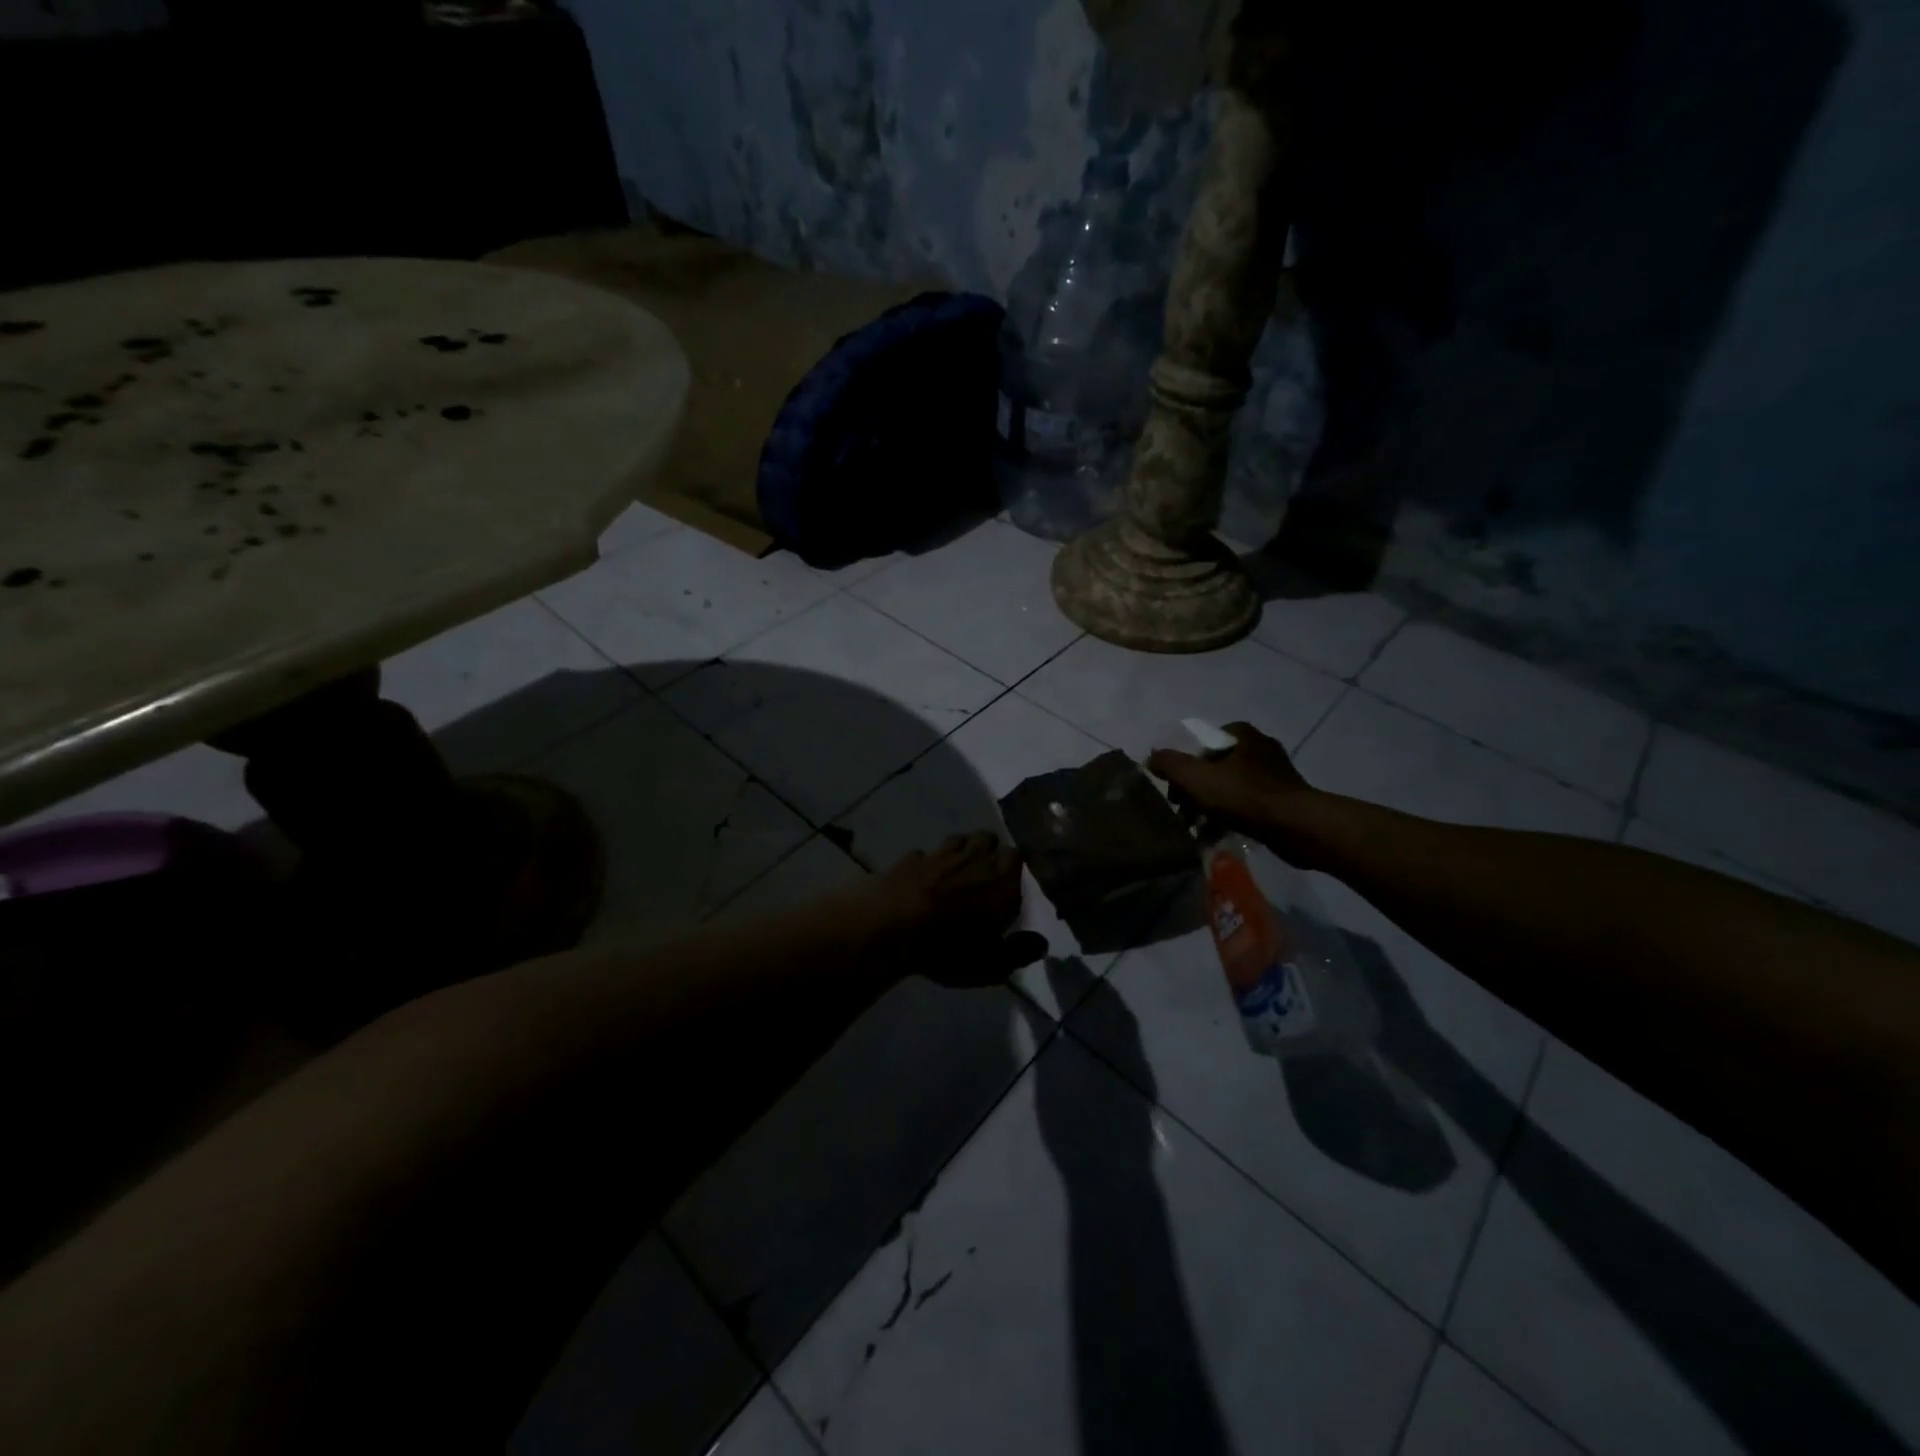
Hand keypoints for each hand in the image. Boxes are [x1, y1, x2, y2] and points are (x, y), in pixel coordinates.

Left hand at [861, 832, 1048, 987]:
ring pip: (958, 838)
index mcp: (1000, 882)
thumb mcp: (991, 963)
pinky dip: (925, 863)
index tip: (1011, 876)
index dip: (1014, 863)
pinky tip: (920, 876)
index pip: (1016, 856)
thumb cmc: (949, 948)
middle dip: (989, 848)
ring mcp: (939, 855)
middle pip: (988, 838)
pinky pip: (923, 854)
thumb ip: (1019, 952)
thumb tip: (1042, 943)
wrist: (891, 928)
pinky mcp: (910, 859)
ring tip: (956, 867)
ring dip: (961, 848)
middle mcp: (974, 860)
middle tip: (986, 868)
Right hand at [1146, 721, 1320, 861]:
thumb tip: (1151, 757)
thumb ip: (1170, 765)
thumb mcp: (1197, 778)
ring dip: (1210, 807)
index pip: (1203, 743)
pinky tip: (1216, 836)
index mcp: (1242, 735)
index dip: (1185, 765)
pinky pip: (1246, 805)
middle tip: (1183, 811)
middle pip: (1215, 766)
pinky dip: (1230, 818)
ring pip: (1230, 787)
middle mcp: (1260, 748)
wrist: (1297, 827)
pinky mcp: (1283, 799)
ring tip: (1196, 829)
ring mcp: (1274, 774)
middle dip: (1195, 790)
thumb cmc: (1245, 796)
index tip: (1176, 788)